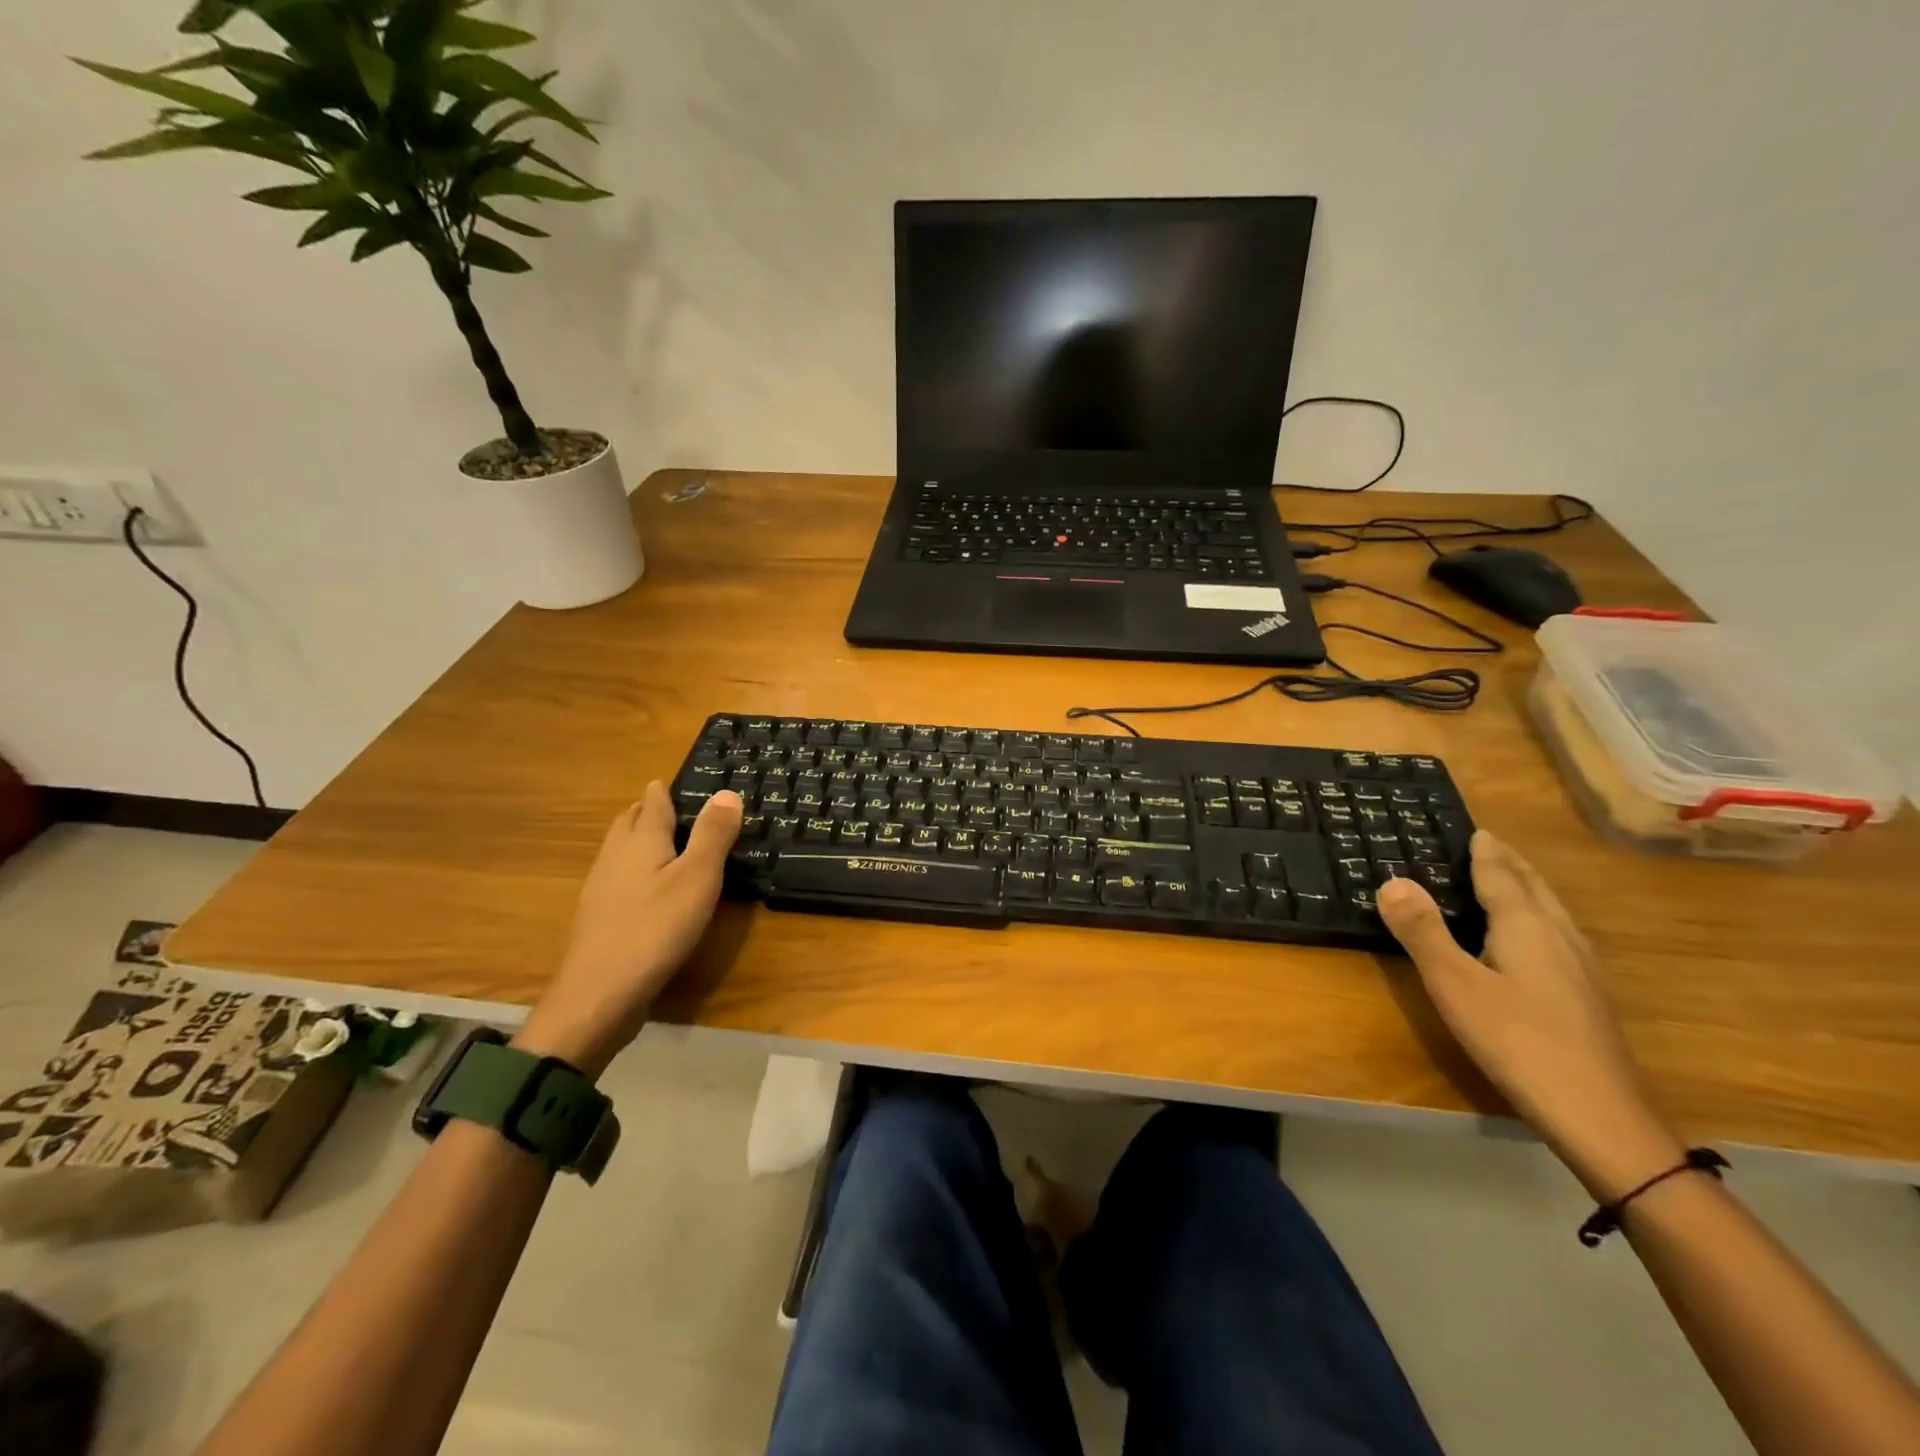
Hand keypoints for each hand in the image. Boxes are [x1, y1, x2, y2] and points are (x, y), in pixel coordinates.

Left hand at [515, 783, 741, 1077]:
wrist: (598, 995)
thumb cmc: (655, 928)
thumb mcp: (698, 878)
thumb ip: (713, 835)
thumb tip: (727, 792)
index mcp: (641, 841)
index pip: (652, 803)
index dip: (664, 790)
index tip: (674, 781)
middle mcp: (615, 857)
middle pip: (628, 823)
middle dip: (646, 811)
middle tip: (671, 807)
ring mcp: (601, 889)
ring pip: (619, 851)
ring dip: (637, 840)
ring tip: (663, 843)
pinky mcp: (598, 919)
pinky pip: (617, 879)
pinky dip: (633, 870)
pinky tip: (646, 890)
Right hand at [1378, 831, 1683, 1199]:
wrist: (1600, 1116)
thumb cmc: (1518, 1042)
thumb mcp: (1455, 985)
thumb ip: (1423, 931)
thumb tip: (1392, 879)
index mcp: (1527, 927)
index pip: (1502, 876)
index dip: (1485, 852)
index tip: (1474, 829)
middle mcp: (1560, 937)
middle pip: (1535, 888)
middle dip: (1511, 863)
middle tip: (1488, 844)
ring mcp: (1581, 968)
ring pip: (1553, 911)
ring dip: (1528, 888)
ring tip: (1510, 879)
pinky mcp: (1588, 995)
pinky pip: (1558, 934)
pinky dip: (1538, 916)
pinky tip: (1536, 940)